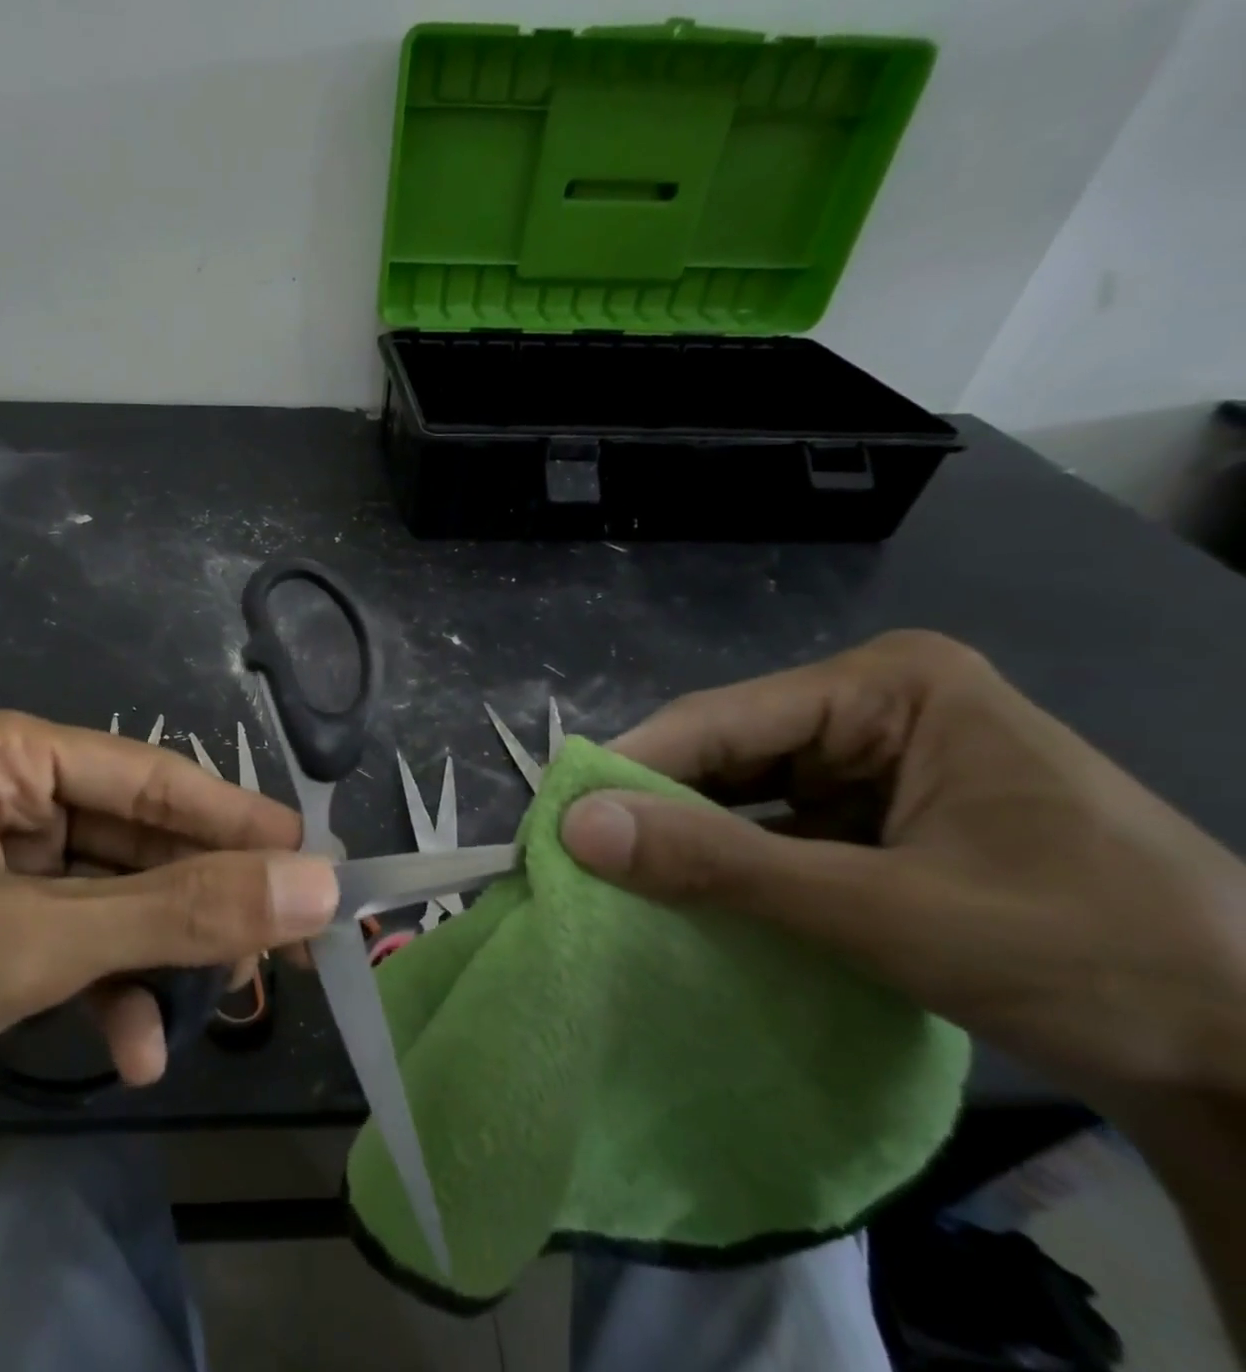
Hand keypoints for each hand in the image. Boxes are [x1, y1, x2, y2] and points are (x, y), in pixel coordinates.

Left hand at [0, 706, 336, 1212]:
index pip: (147, 778)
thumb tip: (316, 886)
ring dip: (163, 955)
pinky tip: (135, 1049)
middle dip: (204, 899)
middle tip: (290, 946)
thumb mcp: (26, 944)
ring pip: (113, 901)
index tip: (315, 860)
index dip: (235, 820)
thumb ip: (178, 914)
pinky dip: (111, 995)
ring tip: (229, 1003)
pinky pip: (75, 951)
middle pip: (136, 841)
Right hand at [558, 630, 1245, 1101]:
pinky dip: (731, 861)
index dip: (630, 772)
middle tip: (578, 863)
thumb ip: (721, 865)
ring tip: (614, 880)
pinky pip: (776, 825)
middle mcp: (873, 704)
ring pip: (744, 790)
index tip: (555, 827)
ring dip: (688, 838)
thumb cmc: (1088, 957)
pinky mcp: (878, 810)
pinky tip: (687, 894)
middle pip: (727, 751)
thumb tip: (576, 830)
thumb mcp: (883, 911)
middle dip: (657, 809)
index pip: (719, 720)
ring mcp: (877, 757)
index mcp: (887, 685)